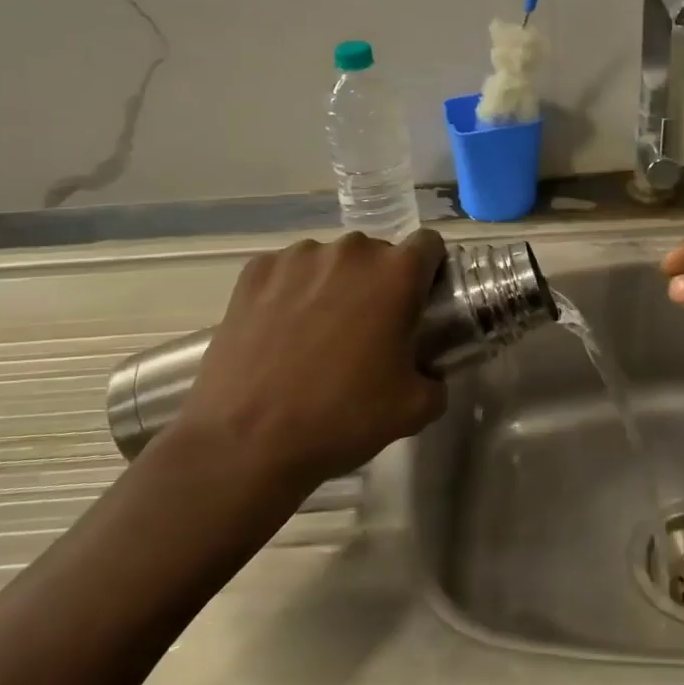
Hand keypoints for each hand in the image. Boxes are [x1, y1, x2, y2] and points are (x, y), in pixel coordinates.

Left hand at [159, 229, 449, 492]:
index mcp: (396, 274)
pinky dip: (292, 291)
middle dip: (379, 283)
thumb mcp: (415, 409)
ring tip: (318, 333)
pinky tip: (281, 332)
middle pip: (378, 254)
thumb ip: (436, 378)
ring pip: (331, 261)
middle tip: (369, 330)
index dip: (430, 271)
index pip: (429, 244)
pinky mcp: (255, 271)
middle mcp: (350, 251)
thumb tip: (429, 372)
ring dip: (335, 285)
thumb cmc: (342, 417)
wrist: (246, 440)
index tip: (420, 302)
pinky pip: (288, 271)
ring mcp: (297, 257)